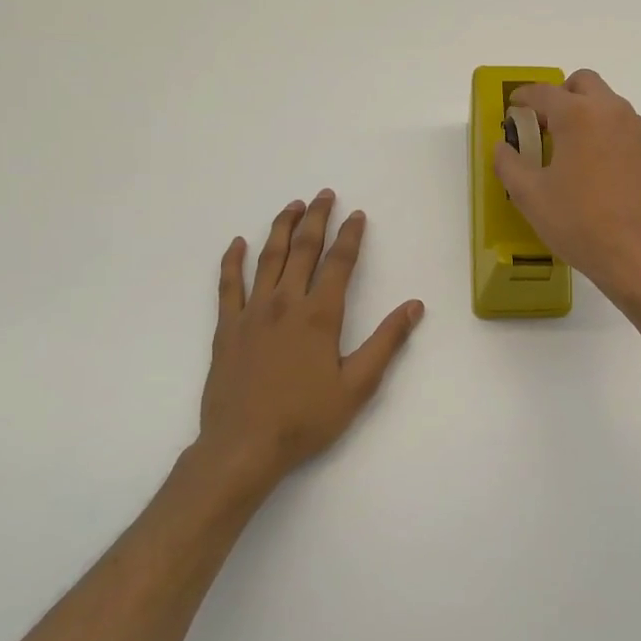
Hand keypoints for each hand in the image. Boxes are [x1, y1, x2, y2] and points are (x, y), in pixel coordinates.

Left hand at [193, 190, 423, 497]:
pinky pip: (228, 285)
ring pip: (267, 258)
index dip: (350, 236)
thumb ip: (386, 342)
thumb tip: (414, 306)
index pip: (338, 263)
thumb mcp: (358, 385)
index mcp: (319, 315)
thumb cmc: (306, 418)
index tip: (357, 214)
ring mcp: (251, 313)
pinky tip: (237, 243)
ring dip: (281, 228)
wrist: (243, 446)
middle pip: (302, 249)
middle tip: (324, 194)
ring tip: (291, 206)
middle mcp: (285, 303)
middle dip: (316, 218)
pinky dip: (232, 261)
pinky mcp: (226, 328)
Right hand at [493, 69, 640, 306]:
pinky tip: (612, 178)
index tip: (515, 109)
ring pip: (614, 108)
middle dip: (563, 95)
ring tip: (582, 156)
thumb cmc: (579, 224)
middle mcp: (615, 112)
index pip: (543, 92)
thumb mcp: (529, 197)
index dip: (523, 97)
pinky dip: (619, 144)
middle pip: (585, 83)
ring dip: (593, 119)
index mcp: (579, 115)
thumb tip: (504, 147)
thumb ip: (509, 163)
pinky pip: (636, 137)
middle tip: (549, 125)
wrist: (639, 257)